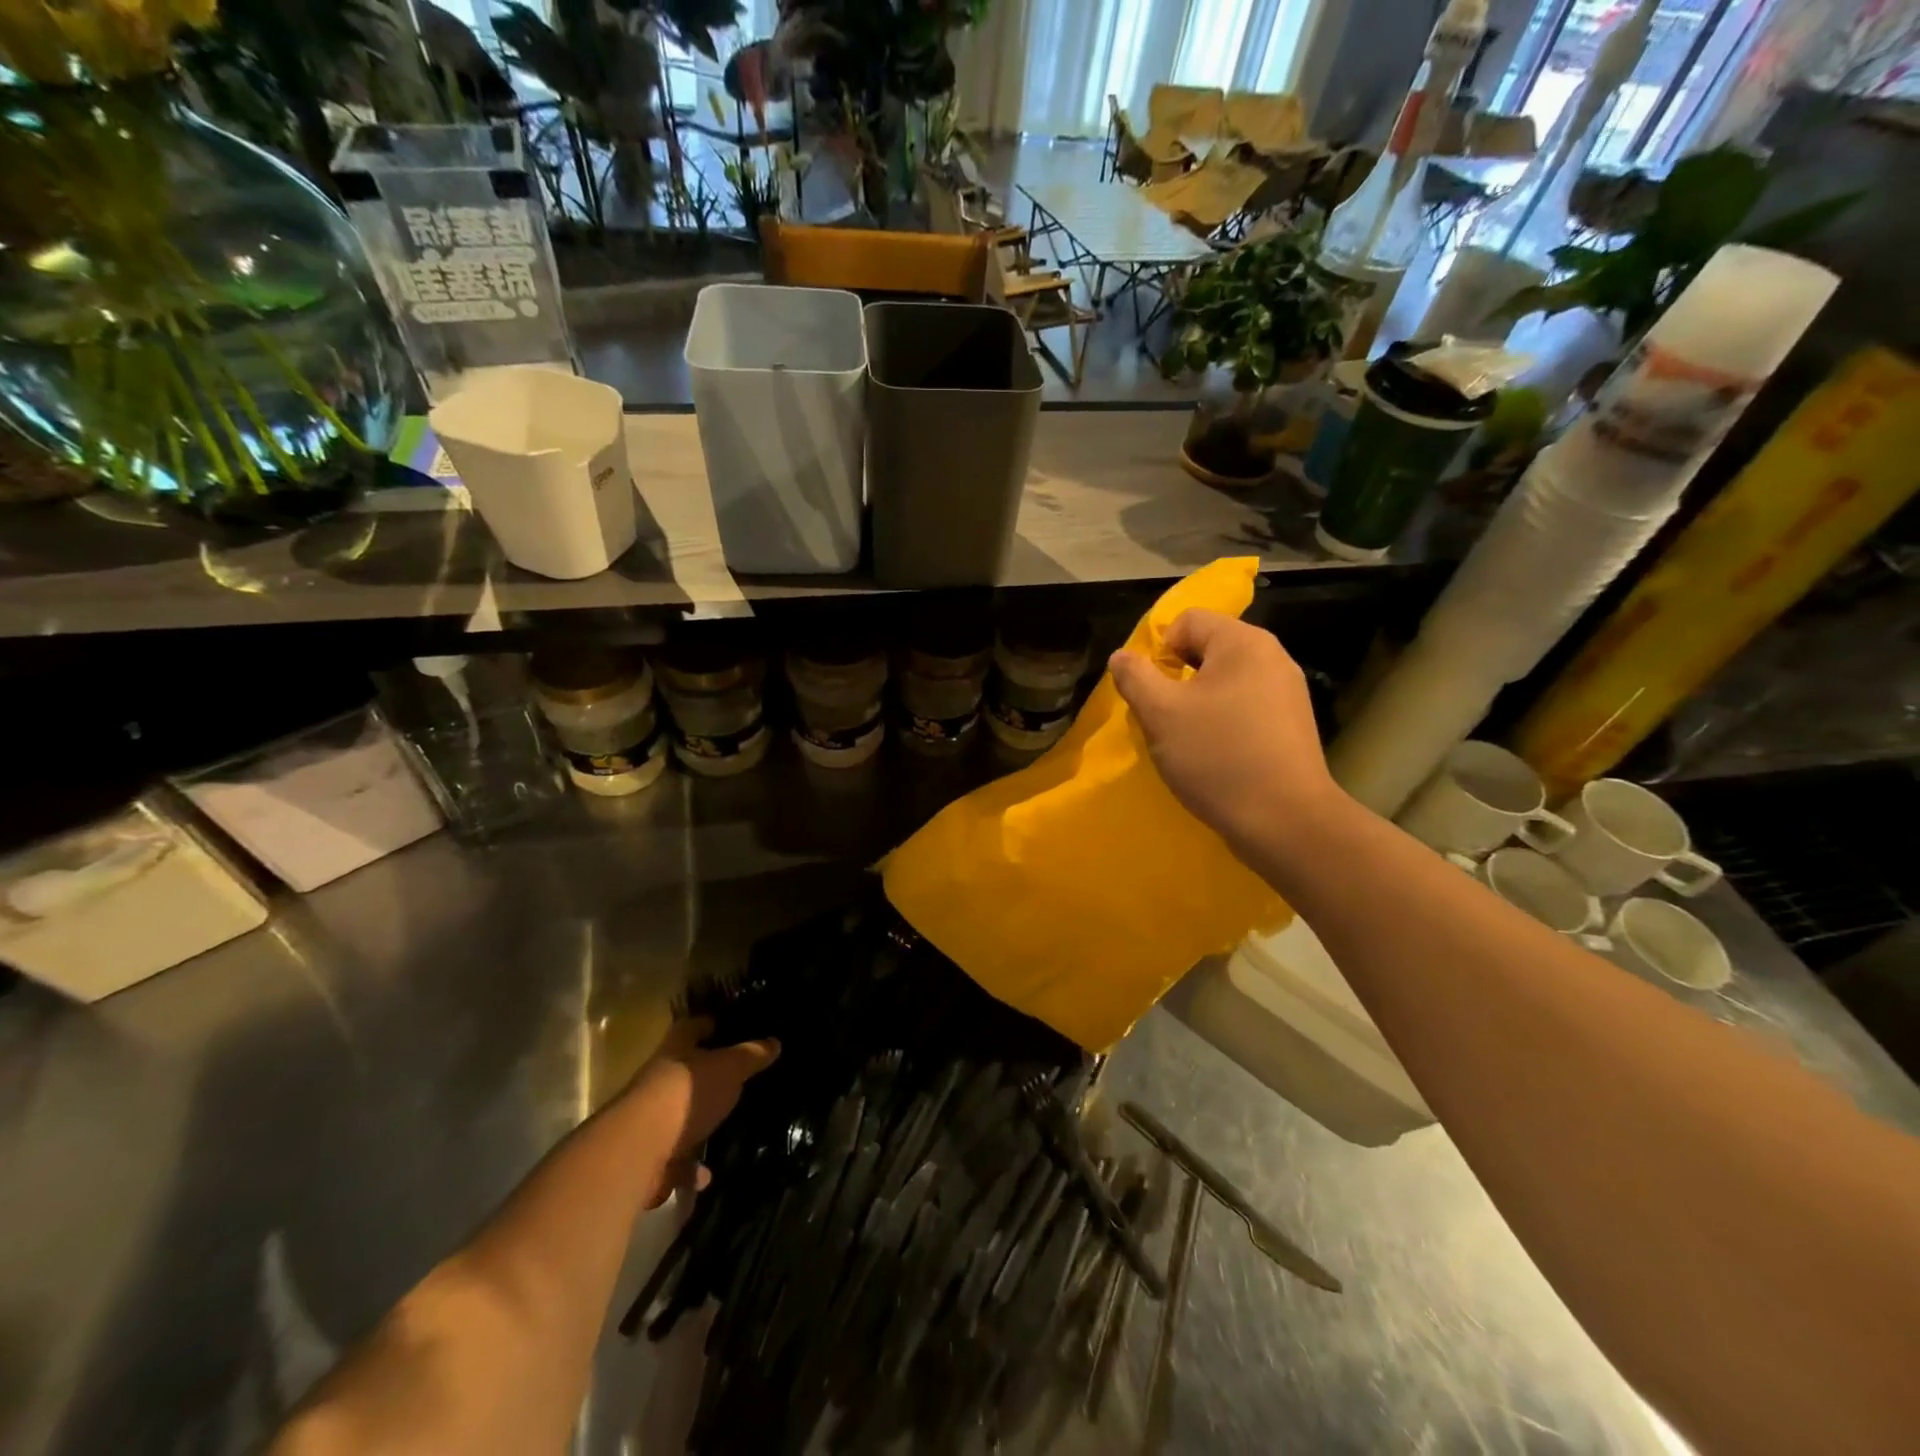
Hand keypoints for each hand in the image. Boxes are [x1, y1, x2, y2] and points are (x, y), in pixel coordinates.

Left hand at [628, 1017, 778, 1206]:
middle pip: (684, 1072)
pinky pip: (672, 1159)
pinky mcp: (645, 1155)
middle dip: (707, 1078)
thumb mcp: (729, 1068)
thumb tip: (775, 1042)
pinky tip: (705, 1175)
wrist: (639, 1149)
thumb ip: (751, 1056)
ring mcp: (648, 1118)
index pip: (695, 1027)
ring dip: (696, 1126)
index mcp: (677, 1049)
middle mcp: (658, 1079)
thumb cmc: (687, 1094)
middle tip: (737, 1082)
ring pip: (676, 1116)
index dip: (713, 1026)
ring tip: (723, 1132)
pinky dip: (688, 1168)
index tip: (734, 1030)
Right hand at [1108, 609, 1340, 859]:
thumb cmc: (1217, 757)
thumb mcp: (1160, 714)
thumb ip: (1134, 677)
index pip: (1187, 621)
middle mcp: (1272, 657)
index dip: (1158, 651)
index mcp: (1243, 642)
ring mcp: (1288, 692)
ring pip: (1224, 682)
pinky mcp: (1292, 725)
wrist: (1285, 821)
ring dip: (1197, 705)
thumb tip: (1122, 656)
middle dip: (1176, 680)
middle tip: (1164, 720)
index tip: (1151, 693)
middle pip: (1207, 650)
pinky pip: (1245, 708)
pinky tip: (1216, 756)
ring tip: (1188, 742)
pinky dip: (1222, 724)